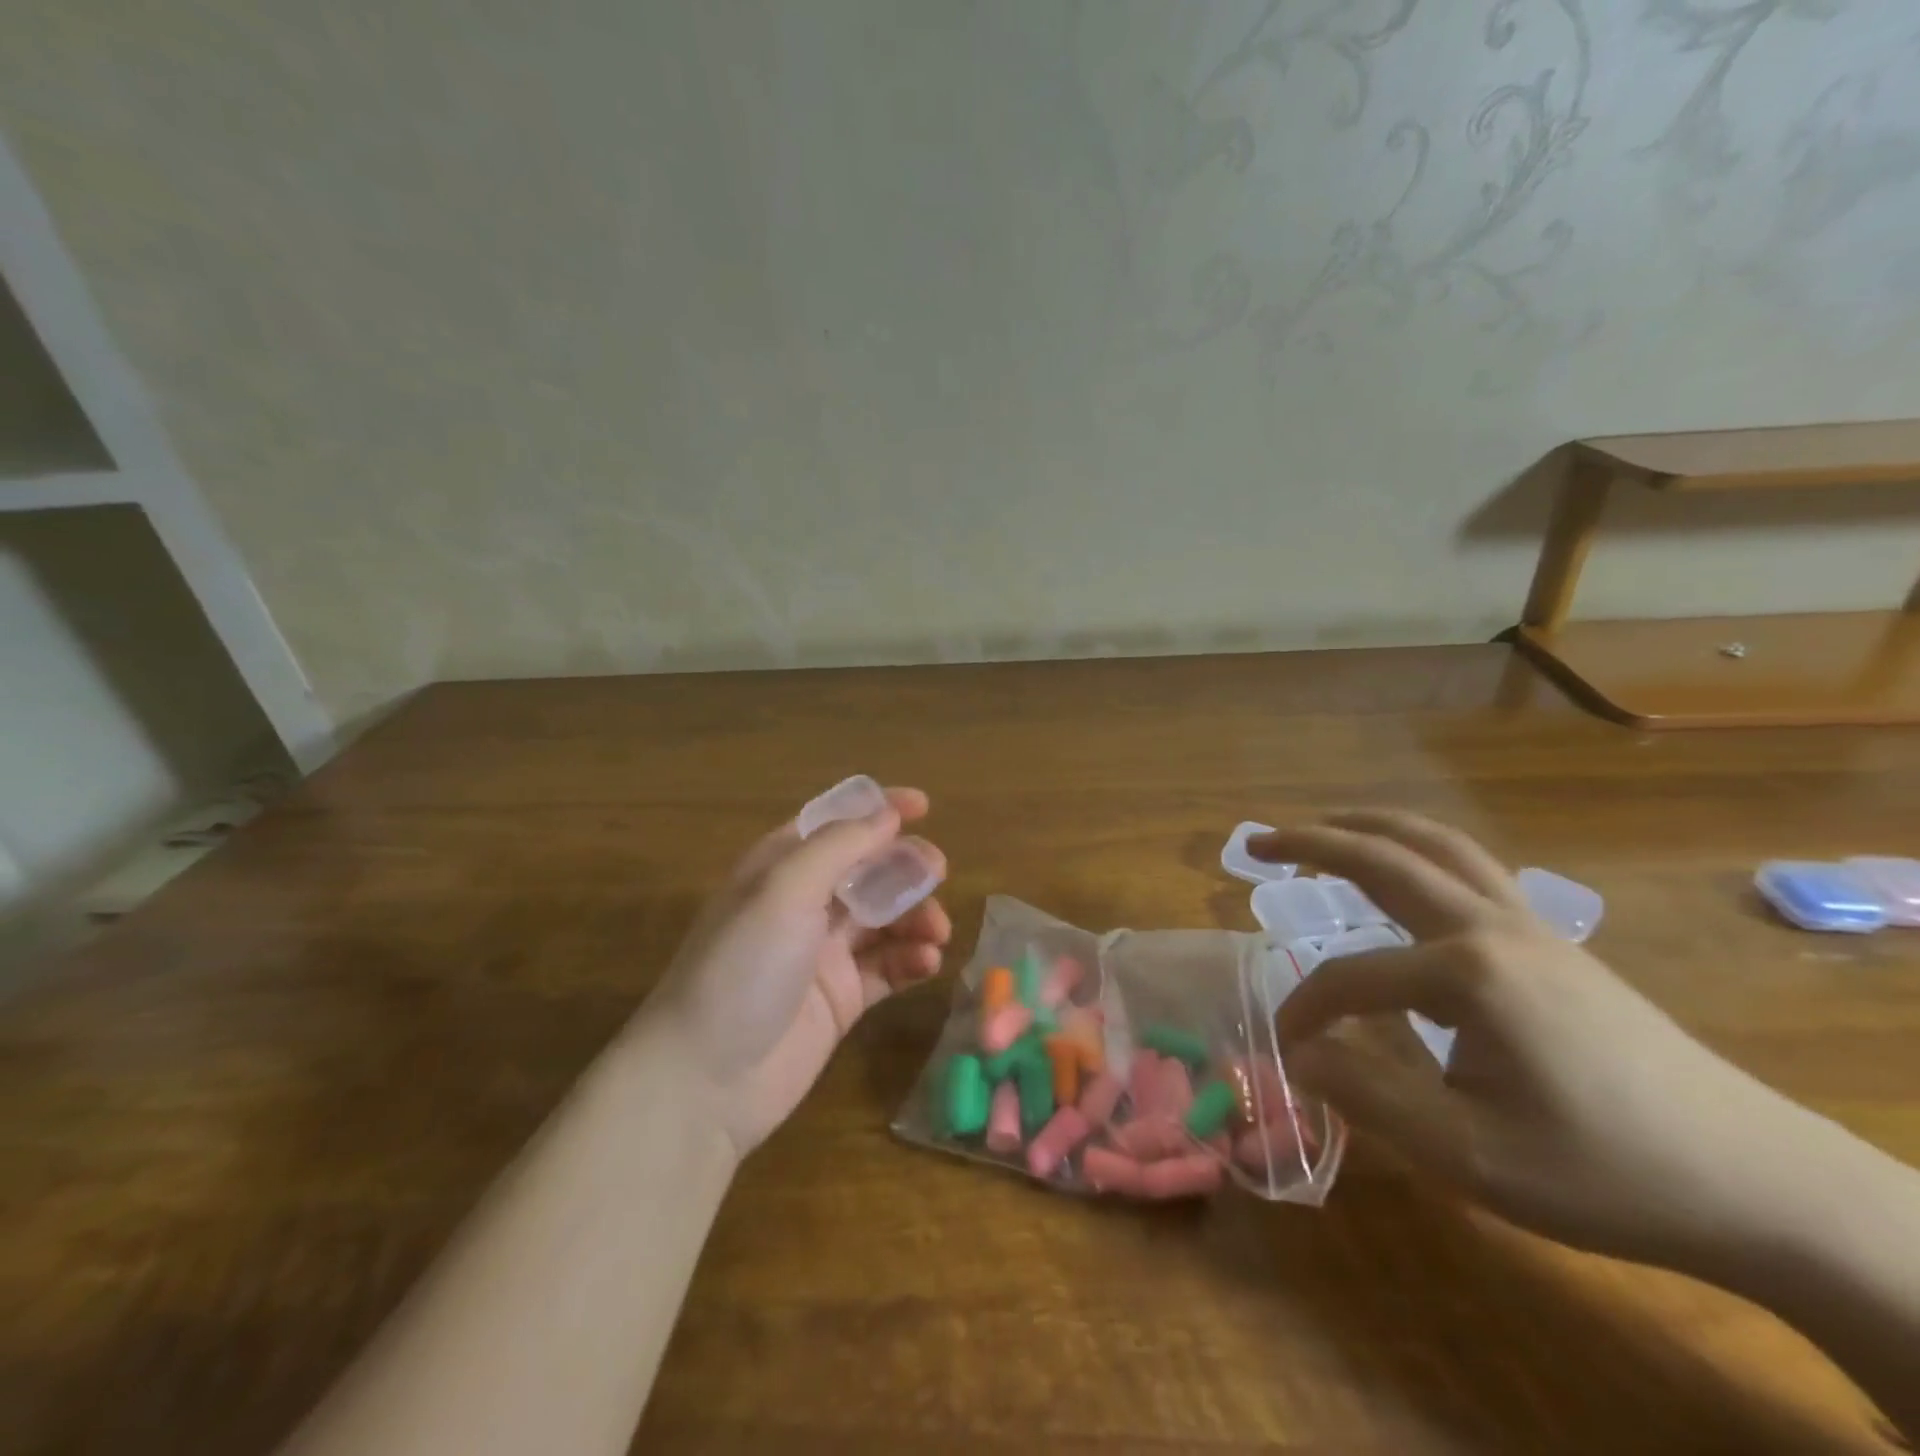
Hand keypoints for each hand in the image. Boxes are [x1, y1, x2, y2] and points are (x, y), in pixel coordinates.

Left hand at [639, 788, 951, 1157]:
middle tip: (937, 871)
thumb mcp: (784, 890)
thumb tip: (887, 814)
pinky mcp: (842, 998)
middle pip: (867, 869)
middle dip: (904, 865)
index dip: (877, 810)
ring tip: (937, 931)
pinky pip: (888, 967)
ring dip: (915, 915)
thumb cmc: (741, 968)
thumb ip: (839, 846)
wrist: (705, 1082)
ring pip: (885, 918)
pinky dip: (911, 959)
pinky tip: (927, 962)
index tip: (924, 806)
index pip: (834, 823)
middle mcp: (803, 904)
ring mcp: (823, 953)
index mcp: (779, 867)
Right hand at [1253, 810, 1829, 1273]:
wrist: (1756, 1181)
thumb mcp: (1471, 1157)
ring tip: (1320, 826)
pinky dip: (1416, 849)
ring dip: (1368, 828)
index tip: (1287, 1046)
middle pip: (1385, 859)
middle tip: (1256, 840)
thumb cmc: (1605, 1172)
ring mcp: (1528, 923)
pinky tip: (1404, 873)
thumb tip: (1298, 1052)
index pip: (1351, 976)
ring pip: (1435, 845)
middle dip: (1311, 842)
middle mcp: (1491, 925)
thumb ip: (1368, 1095)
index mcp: (1466, 972)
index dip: (1306, 1008)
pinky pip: (1468, 867)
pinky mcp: (1551, 937)